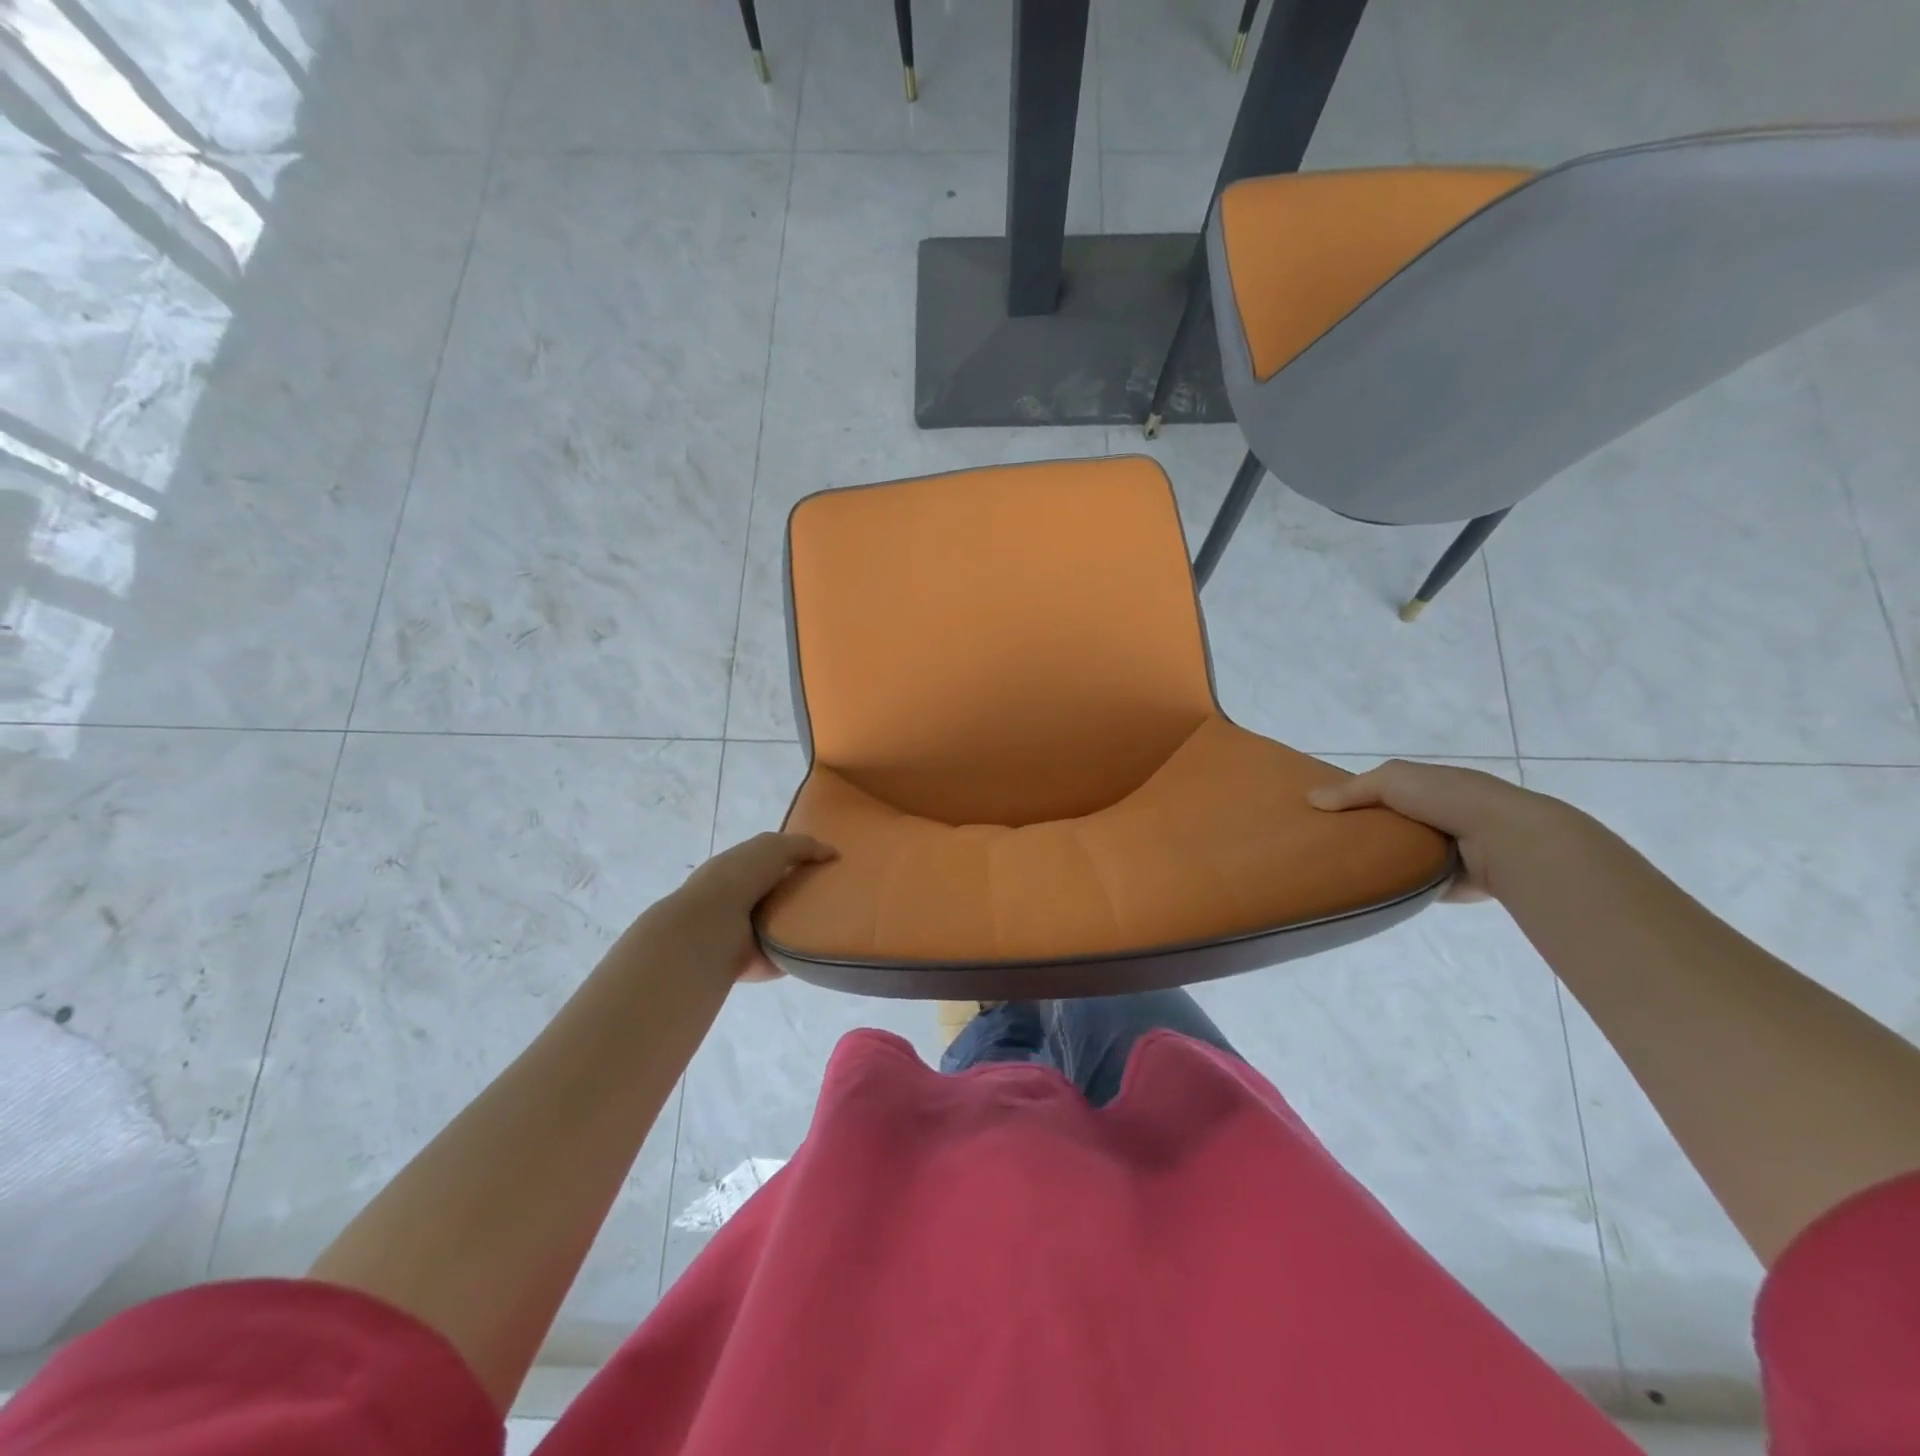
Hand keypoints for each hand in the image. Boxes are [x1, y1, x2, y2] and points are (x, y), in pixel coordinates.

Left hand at [647, 832, 836, 982]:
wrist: (712, 929)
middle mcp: (743, 900)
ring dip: (807, 923)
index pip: (773, 862)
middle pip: (783, 894)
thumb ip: (803, 845)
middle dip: (807, 893)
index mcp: (740, 869)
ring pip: (787, 924)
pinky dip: (806, 951)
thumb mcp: (773, 846)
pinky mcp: (760, 960)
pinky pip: (791, 953)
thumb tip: (833, 853)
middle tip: (841, 892)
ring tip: (841, 918)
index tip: (829, 864)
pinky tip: (829, 944)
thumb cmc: (738, 878)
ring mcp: (750, 933)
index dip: (798, 861)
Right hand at [1307, 760, 1572, 902]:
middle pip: (1387, 823)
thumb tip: (1311, 799)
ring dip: (1378, 860)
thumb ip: (1352, 789)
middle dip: (1362, 831)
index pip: (1382, 791)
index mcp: (1426, 786)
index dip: (1353, 798)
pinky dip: (1395, 885)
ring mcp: (1444, 849)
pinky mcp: (1449, 880)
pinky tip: (1367, 888)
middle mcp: (1436, 815)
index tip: (1321, 812)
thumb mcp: (1392, 779)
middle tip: (1323, 842)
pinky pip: (1412, 882)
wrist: (1504, 839)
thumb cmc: (1448, 798)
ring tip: (1338, 868)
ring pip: (1399, 854)